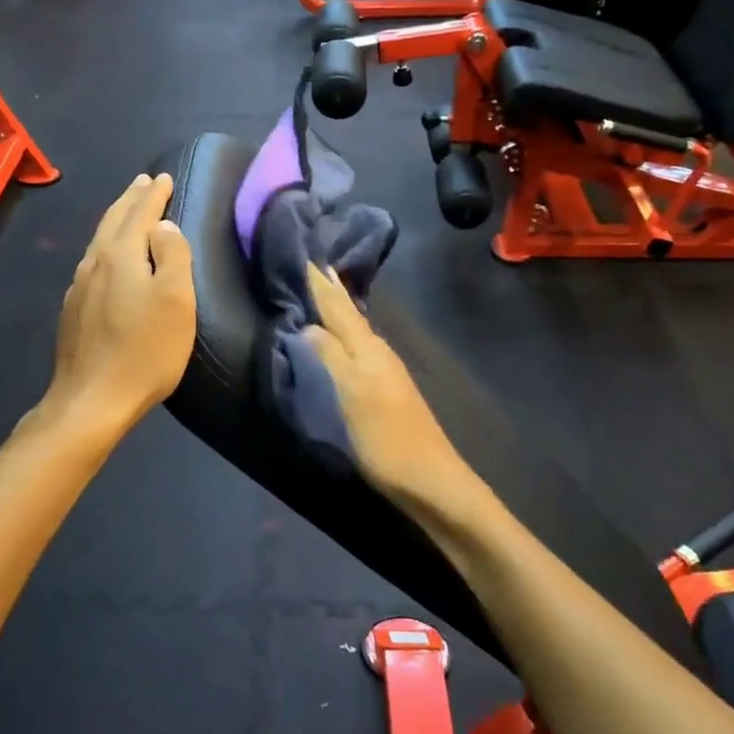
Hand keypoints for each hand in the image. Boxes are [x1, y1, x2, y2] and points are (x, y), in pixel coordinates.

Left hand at [44, 173, 196, 436]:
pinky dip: (105, 247)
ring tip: (127, 211)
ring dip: (116, 220)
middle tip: (143, 182)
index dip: (154, 194)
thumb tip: (164, 226)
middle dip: (131, 199)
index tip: (163, 177)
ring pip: (99, 241)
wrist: (91, 400)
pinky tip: (106, 258)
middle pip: (113, 221)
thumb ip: (174, 256)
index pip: (140, 213)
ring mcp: (79, 287)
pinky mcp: (73, 311)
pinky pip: (92, 264)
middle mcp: (94, 263)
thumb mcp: (176, 301)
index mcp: (120, 254)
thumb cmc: (144, 350)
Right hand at [303, 264, 474, 506]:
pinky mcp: (386, 388)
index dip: (319, 283)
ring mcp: (385, 370)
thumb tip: (307, 325)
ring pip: (355, 328)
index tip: (304, 254)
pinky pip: (358, 346)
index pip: (337, 306)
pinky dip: (344, 333)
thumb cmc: (385, 438)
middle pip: (349, 313)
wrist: (430, 479)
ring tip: (321, 290)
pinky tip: (340, 336)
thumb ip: (329, 356)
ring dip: (337, 309)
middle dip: (329, 289)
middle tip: (312, 263)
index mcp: (367, 347)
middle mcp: (378, 351)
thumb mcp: (351, 395)